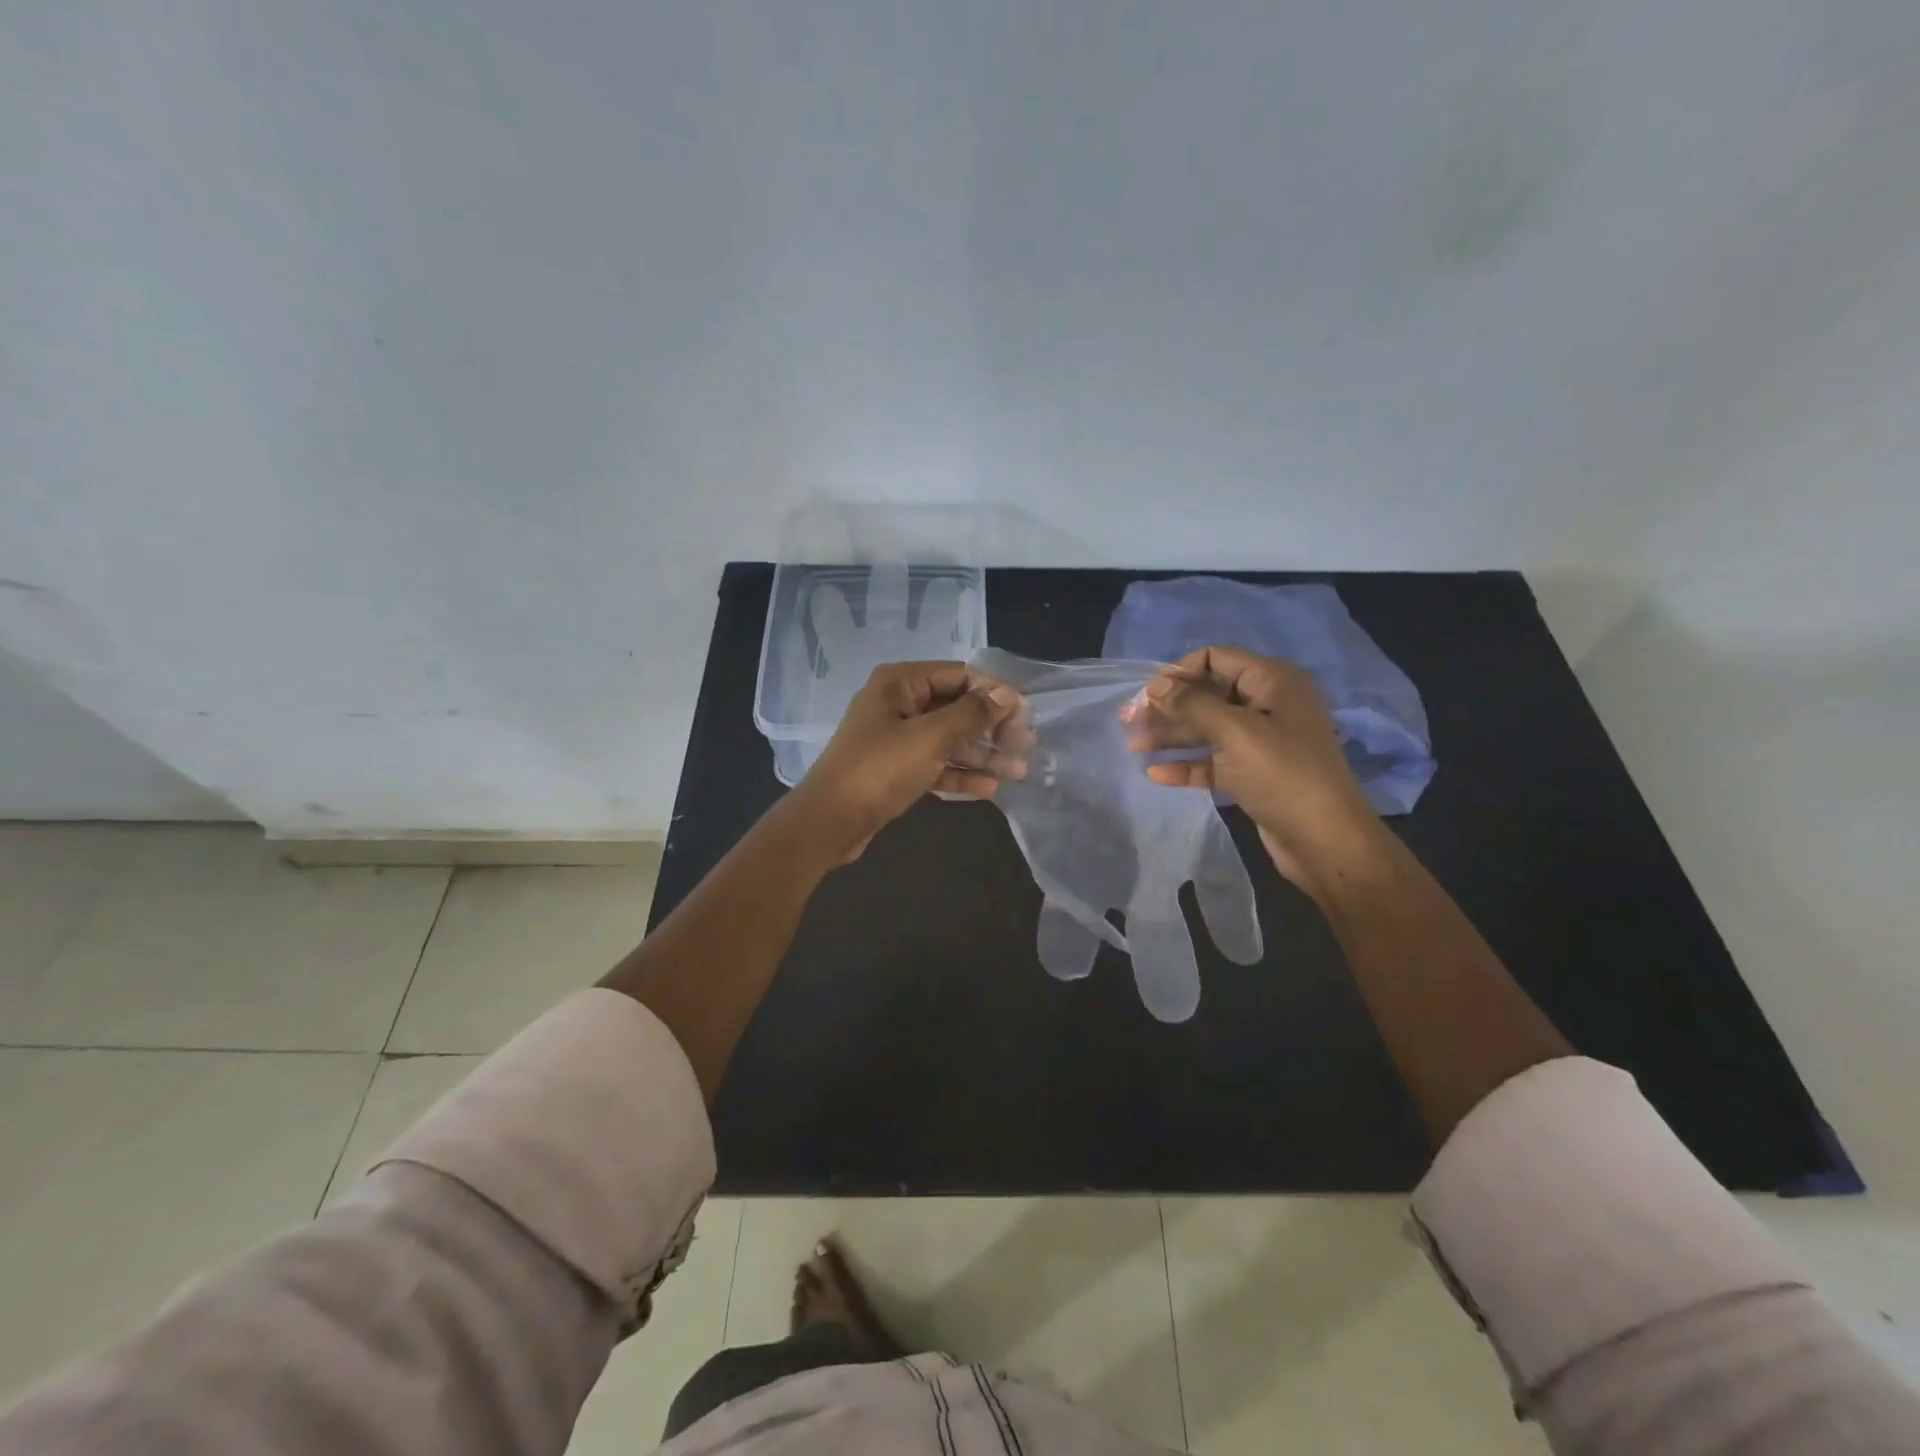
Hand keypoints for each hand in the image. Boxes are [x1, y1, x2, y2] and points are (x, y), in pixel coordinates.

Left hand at [792, 661, 1024, 861]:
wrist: (829, 822)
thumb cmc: (879, 769)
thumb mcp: (930, 737)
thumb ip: (971, 714)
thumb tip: (1006, 695)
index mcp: (900, 683)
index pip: (959, 675)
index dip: (994, 692)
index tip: (1025, 714)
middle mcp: (898, 704)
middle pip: (956, 707)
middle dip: (992, 727)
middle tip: (1026, 746)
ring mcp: (895, 738)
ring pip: (948, 739)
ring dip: (982, 753)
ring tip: (1018, 771)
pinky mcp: (895, 770)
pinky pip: (935, 764)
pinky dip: (959, 773)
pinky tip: (989, 788)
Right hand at [1120, 646, 1384, 897]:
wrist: (1325, 841)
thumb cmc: (1282, 775)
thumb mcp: (1234, 732)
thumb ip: (1191, 704)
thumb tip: (1156, 684)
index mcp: (1273, 682)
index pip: (1216, 658)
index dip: (1179, 672)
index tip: (1146, 694)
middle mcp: (1268, 705)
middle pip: (1207, 694)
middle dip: (1168, 706)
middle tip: (1128, 720)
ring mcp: (1261, 742)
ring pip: (1207, 729)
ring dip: (1171, 735)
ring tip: (1132, 745)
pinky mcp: (1253, 774)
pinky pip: (1213, 761)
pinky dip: (1186, 764)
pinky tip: (1156, 774)